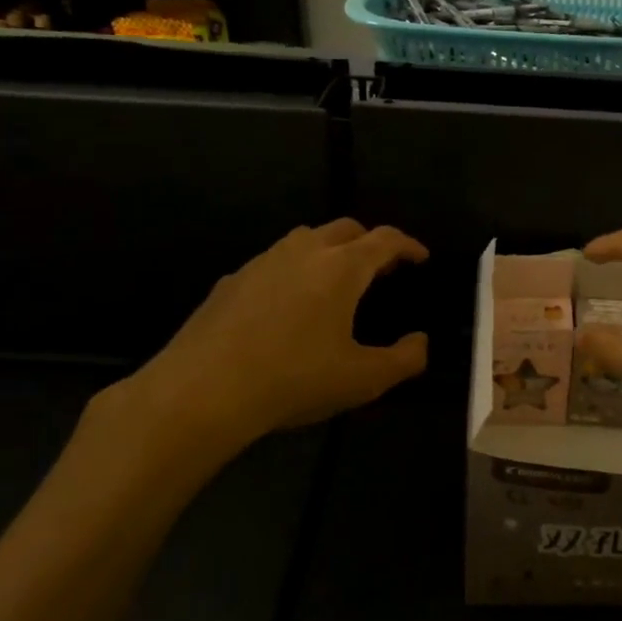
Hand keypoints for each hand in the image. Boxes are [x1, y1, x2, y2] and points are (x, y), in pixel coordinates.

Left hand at [101, 220, 428, 478]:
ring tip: (337, 282)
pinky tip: (288, 305)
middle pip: (345, 228)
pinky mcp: (231, 281)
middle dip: (370, 242)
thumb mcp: (363, 380)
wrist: (201, 392)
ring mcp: (262, 263)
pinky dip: (294, 271)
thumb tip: (420, 342)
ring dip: (330, 250)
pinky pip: (273, 262)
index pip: (385, 239)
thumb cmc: (293, 380)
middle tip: (382, 270)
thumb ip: (404, 359)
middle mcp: (303, 252)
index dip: (408, 245)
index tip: (421, 257)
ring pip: (305, 239)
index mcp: (341, 268)